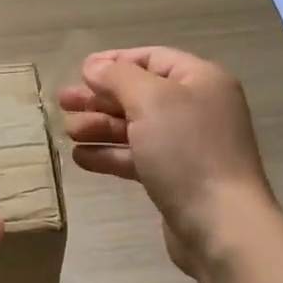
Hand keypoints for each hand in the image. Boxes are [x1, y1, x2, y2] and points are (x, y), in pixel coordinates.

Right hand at [59, 47, 275, 275]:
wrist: (220, 224)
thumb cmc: (187, 151)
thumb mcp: (150, 101)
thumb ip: (118, 77)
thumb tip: (94, 66)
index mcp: (200, 80)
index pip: (152, 58)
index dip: (114, 61)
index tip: (79, 71)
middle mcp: (196, 108)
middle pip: (140, 93)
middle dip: (100, 97)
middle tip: (63, 102)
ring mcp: (186, 145)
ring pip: (135, 127)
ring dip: (100, 126)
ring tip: (67, 131)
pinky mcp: (175, 178)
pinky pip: (137, 157)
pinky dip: (110, 154)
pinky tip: (80, 158)